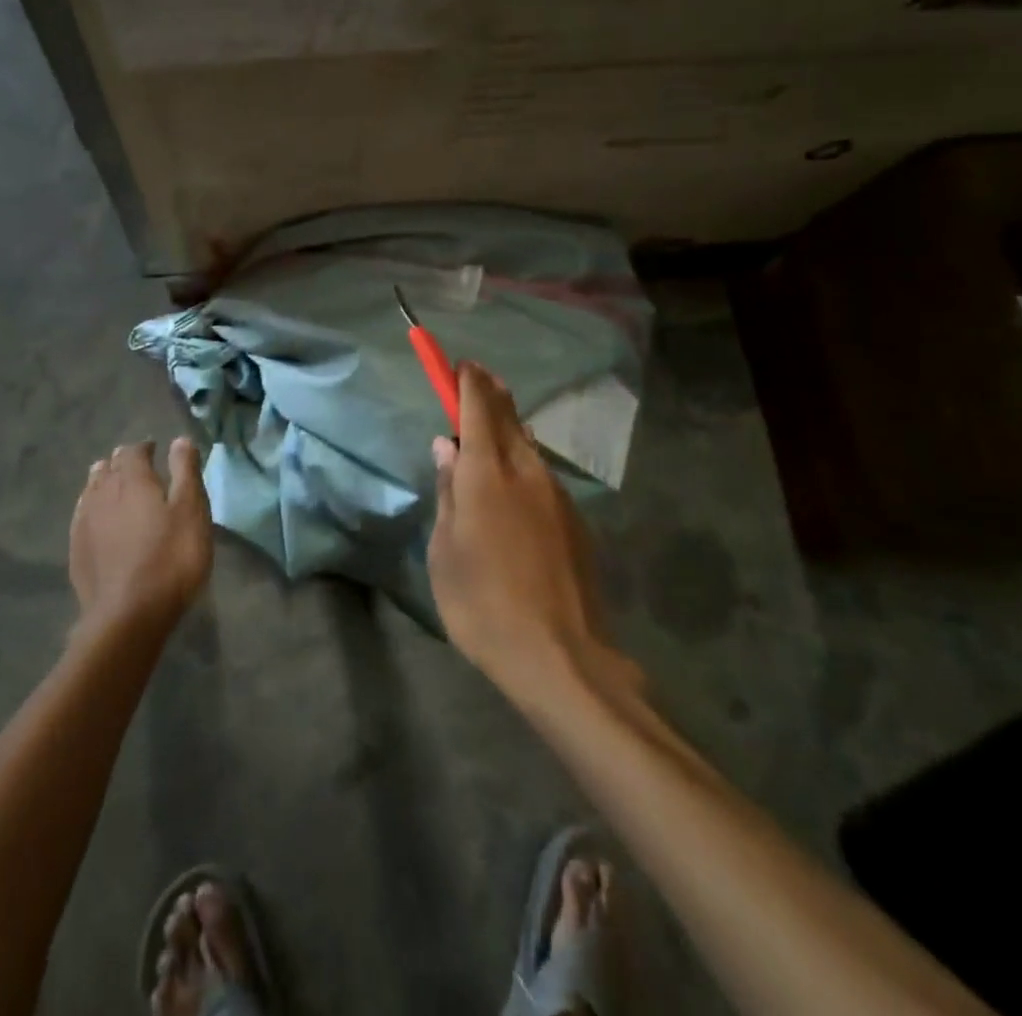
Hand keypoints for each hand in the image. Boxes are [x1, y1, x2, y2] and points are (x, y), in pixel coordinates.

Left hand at [69, 438, 213, 634]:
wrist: (128, 615)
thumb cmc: (170, 558)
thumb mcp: (191, 511)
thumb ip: (185, 472)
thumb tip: (179, 440)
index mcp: (132, 479)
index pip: (133, 450)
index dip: (145, 447)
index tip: (157, 451)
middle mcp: (102, 493)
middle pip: (108, 467)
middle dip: (123, 463)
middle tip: (141, 470)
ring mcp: (84, 522)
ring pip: (92, 489)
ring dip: (105, 483)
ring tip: (119, 490)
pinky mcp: (76, 549)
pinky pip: (83, 515)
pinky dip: (94, 508)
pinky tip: (101, 520)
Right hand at [429, 365, 640, 702]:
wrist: (562, 657)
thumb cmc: (483, 604)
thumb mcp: (445, 551)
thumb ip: (448, 492)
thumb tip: (447, 448)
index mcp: (488, 474)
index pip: (478, 409)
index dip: (467, 382)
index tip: (460, 363)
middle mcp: (527, 471)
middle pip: (509, 418)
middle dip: (492, 394)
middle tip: (478, 379)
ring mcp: (557, 495)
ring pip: (529, 446)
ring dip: (510, 428)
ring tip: (493, 426)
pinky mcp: (576, 520)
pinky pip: (543, 475)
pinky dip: (525, 462)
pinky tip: (516, 484)